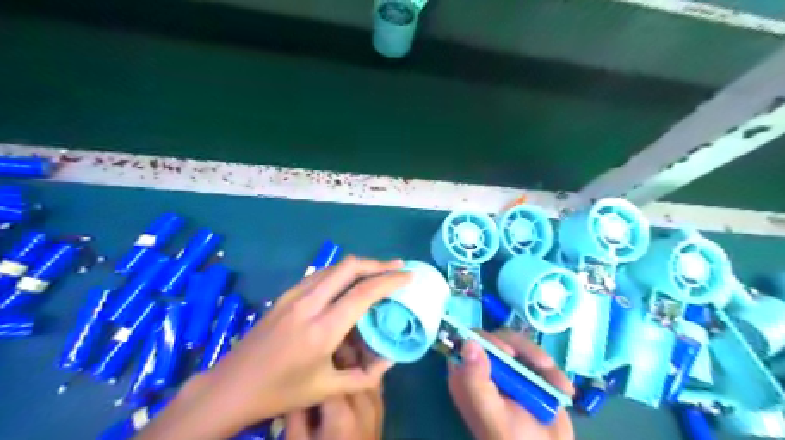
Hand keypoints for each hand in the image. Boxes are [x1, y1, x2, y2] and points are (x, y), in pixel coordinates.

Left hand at [140, 256, 407, 437]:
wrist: (231, 386)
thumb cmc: (280, 392)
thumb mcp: (327, 390)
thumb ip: (365, 376)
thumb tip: (389, 359)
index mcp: (323, 329)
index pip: (364, 293)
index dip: (390, 280)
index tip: (409, 275)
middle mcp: (310, 304)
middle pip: (349, 267)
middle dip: (378, 263)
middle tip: (397, 266)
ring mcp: (295, 295)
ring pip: (334, 267)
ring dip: (360, 265)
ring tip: (378, 271)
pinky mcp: (286, 295)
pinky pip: (321, 274)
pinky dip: (341, 272)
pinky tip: (349, 281)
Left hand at [452, 330, 575, 439]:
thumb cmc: (511, 439)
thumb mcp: (490, 412)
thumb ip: (475, 380)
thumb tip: (469, 342)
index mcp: (468, 375)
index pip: (468, 341)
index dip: (487, 340)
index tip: (508, 352)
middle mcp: (485, 367)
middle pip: (498, 337)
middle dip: (523, 349)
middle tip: (542, 364)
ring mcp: (507, 368)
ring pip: (520, 344)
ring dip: (542, 362)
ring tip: (559, 385)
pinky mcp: (528, 372)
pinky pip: (539, 358)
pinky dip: (554, 372)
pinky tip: (564, 389)